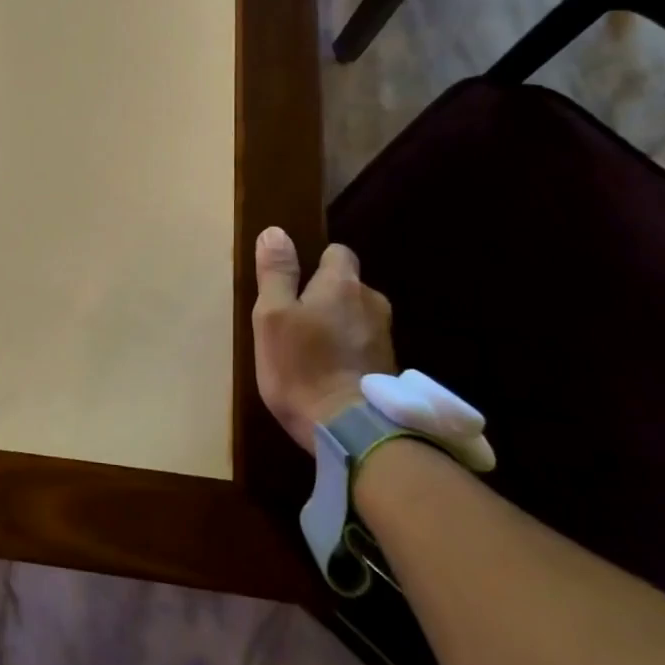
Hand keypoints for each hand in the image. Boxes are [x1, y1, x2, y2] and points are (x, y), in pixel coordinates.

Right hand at [252, 228, 397, 450]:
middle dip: (327, 297)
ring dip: (339, 327)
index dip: (316, 263)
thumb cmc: (303, 367)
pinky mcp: (391, 370)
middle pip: (348, 286)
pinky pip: (364, 347)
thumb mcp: (272, 316)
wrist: (352, 433)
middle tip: (296, 322)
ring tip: (311, 352)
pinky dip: (350, 353)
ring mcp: (386, 338)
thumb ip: (276, 273)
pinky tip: (330, 374)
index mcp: (343, 284)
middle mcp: (372, 303)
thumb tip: (276, 232)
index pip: (337, 252)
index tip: (295, 284)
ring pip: (357, 318)